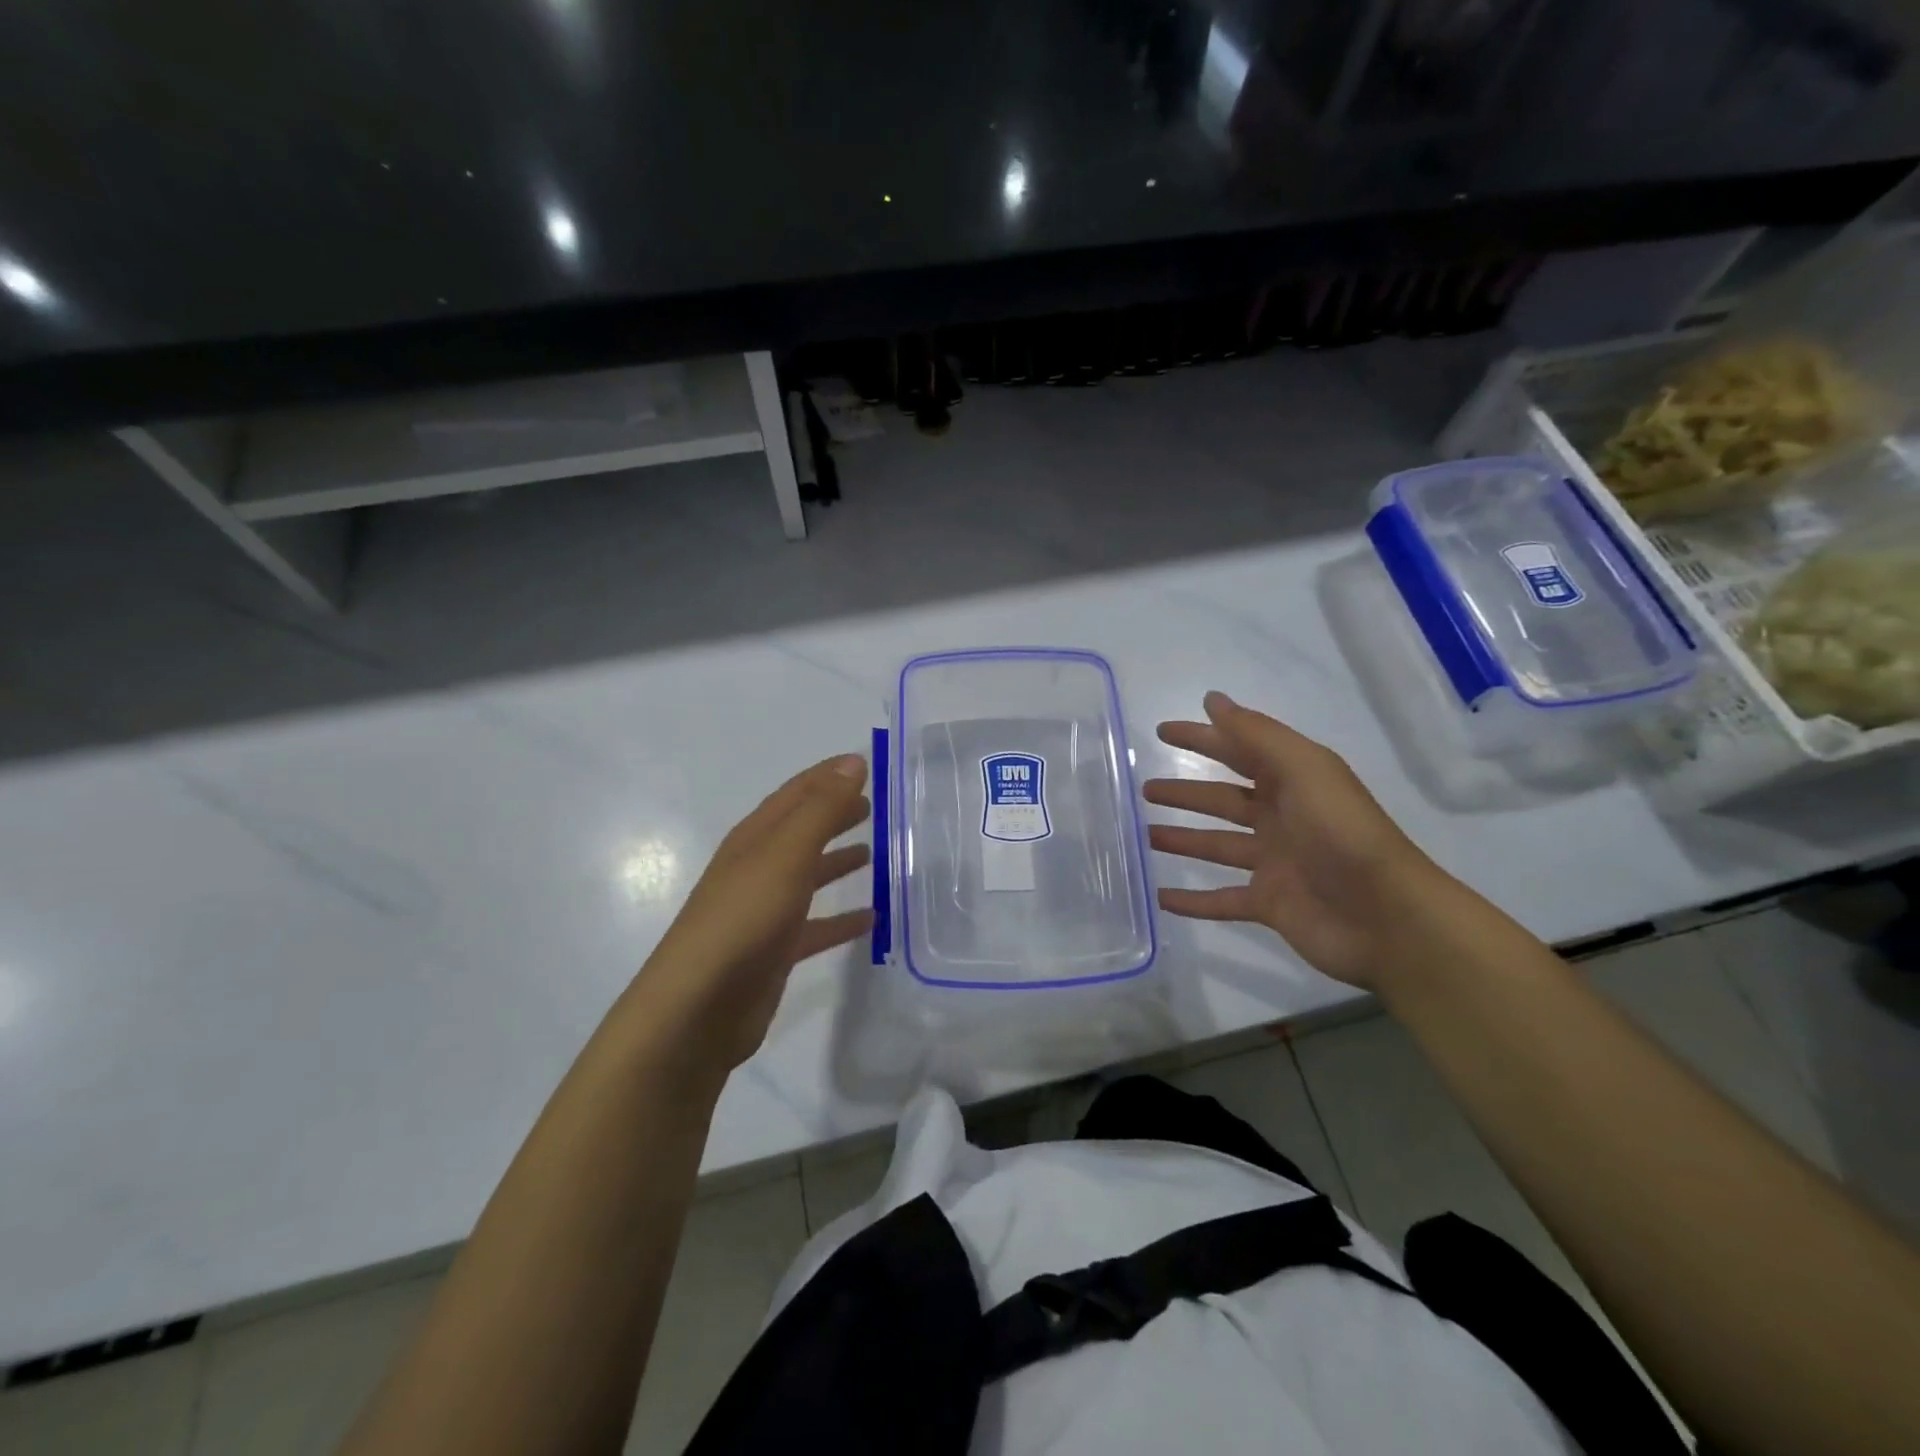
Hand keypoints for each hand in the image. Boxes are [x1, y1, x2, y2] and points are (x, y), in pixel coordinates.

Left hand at [634, 754, 873, 1076]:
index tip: (864, 764)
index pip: (796, 793)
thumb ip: (822, 809)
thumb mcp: (786, 854)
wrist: (697, 1009)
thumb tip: (854, 762)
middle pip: (802, 831)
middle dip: (833, 814)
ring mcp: (764, 911)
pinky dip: (841, 918)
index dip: (828, 776)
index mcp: (756, 838)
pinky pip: (816, 925)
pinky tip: (870, 920)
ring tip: (873, 853)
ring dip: (837, 862)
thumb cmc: (743, 919)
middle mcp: (758, 868)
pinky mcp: (775, 952)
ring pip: (808, 876)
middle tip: (872, 807)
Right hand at [1143, 692, 1451, 988]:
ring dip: (1183, 840)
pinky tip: (1161, 897)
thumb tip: (1212, 700)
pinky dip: (1193, 901)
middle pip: (1224, 800)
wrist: (1387, 918)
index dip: (1202, 738)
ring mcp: (1275, 864)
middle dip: (1186, 792)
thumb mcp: (1304, 770)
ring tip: (1145, 836)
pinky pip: (1222, 900)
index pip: (1238, 751)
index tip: (1163, 731)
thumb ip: (1256, 735)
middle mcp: (1282, 818)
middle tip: (1146, 789)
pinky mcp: (1270, 905)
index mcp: (1293, 782)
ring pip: (1218, 847)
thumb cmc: (1342, 834)